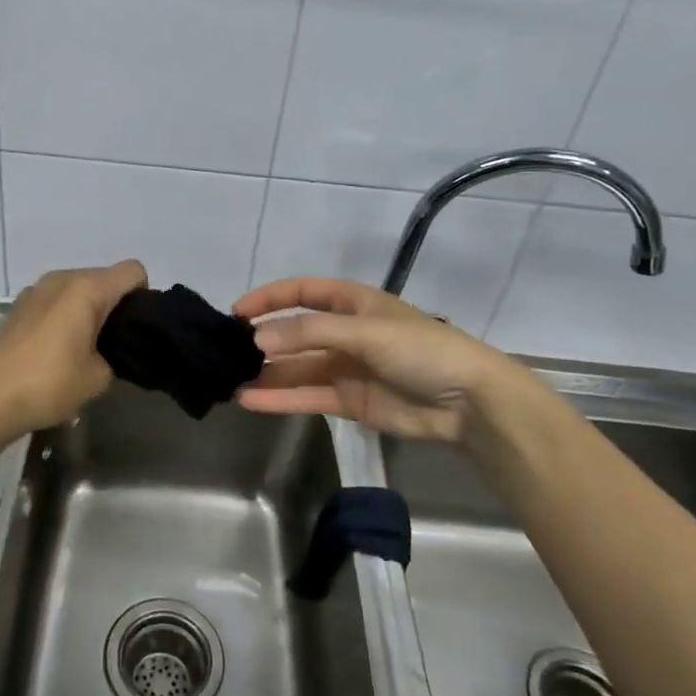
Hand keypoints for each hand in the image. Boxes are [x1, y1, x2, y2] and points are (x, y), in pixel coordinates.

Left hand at [0, 260, 147, 435]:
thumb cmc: (50, 384)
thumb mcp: (100, 376)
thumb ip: (118, 353)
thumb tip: (112, 348)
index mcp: (87, 288)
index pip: (133, 271)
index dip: (143, 297)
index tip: (135, 329)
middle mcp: (62, 278)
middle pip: (105, 278)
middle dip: (116, 305)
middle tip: (114, 345)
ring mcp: (36, 289)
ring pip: (79, 288)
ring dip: (88, 310)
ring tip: (84, 349)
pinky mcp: (19, 305)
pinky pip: (56, 300)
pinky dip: (65, 315)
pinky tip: (56, 349)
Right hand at [232, 276, 544, 451]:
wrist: (468, 402)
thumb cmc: (420, 350)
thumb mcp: (365, 331)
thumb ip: (309, 334)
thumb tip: (257, 339)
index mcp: (353, 303)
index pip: (302, 292)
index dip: (270, 298)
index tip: (237, 312)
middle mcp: (345, 332)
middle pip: (296, 332)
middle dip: (264, 340)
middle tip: (227, 352)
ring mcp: (346, 368)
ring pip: (297, 368)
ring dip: (267, 373)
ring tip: (230, 380)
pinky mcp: (348, 401)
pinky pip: (307, 396)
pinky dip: (280, 399)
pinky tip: (250, 400)